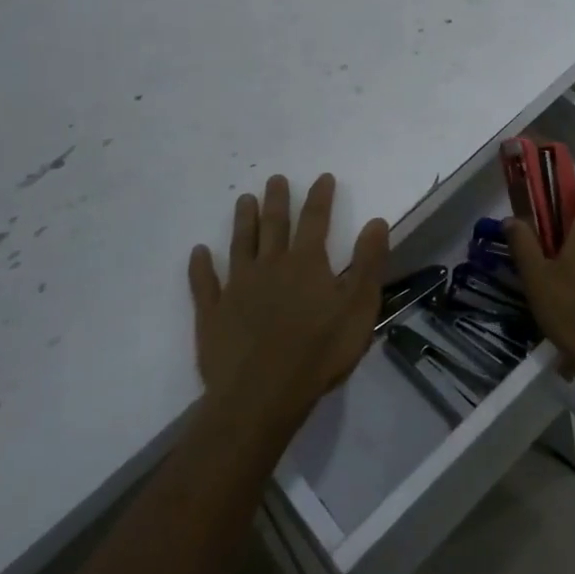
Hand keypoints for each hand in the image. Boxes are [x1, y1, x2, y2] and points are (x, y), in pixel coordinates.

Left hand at [188, 174, 388, 437]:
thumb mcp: (358, 308)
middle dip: (277, 200)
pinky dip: (200, 266)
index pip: (315, 220)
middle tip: (274, 179)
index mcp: (306, 263)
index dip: (320, 197)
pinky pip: (204, 283)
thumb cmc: (318, 353)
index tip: (323, 177)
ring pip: (240, 245)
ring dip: (243, 221)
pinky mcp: (213, 313)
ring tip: (244, 200)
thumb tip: (376, 221)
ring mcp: (237, 288)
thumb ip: (368, 263)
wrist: (261, 396)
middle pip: (274, 225)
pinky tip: (198, 252)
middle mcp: (270, 266)